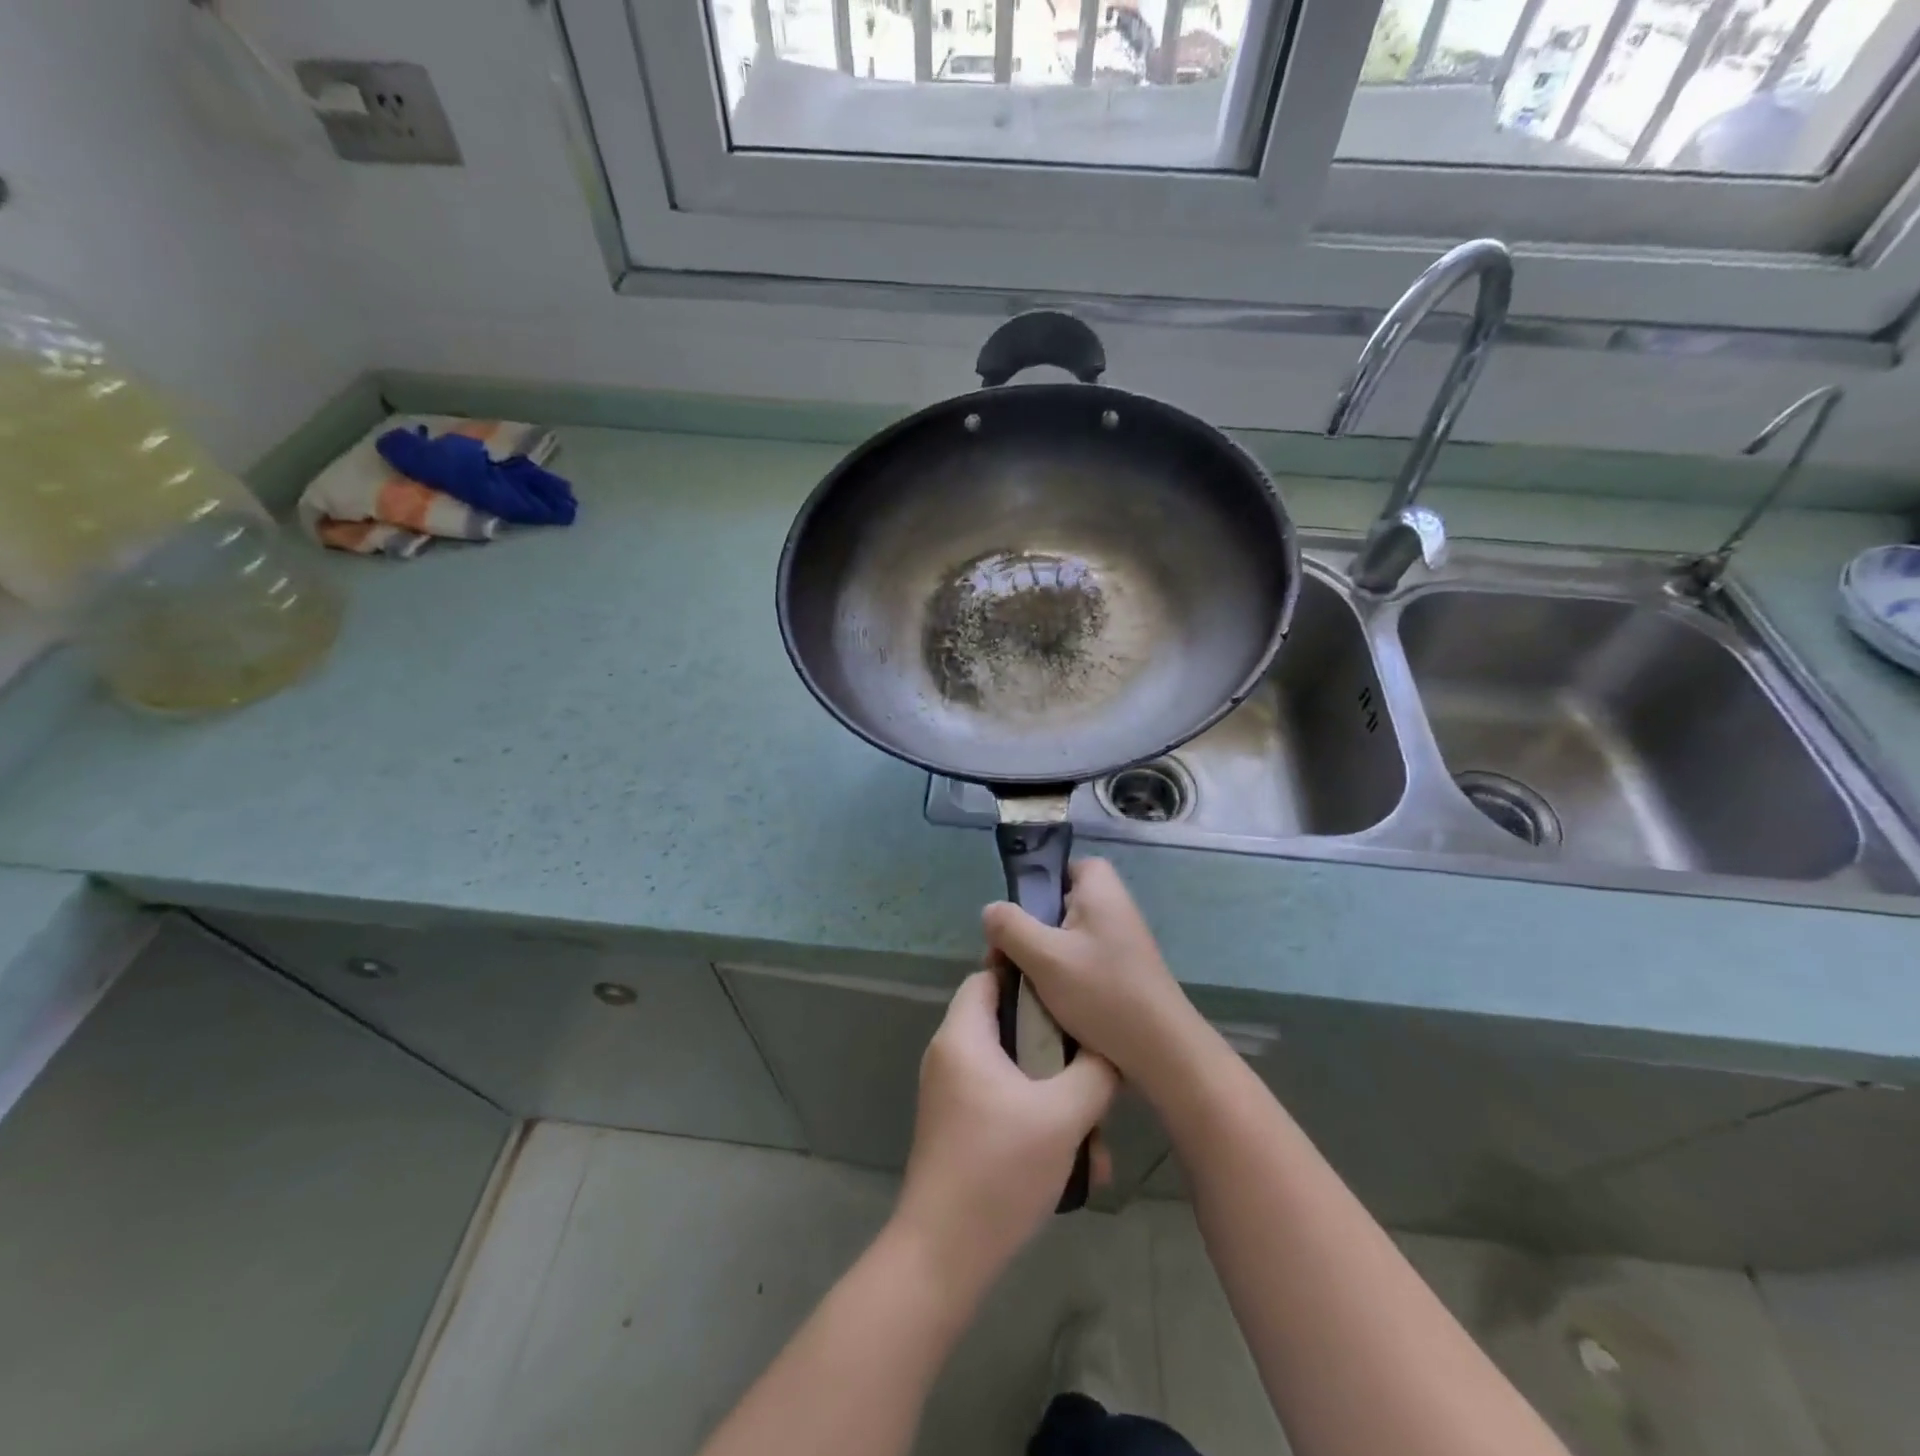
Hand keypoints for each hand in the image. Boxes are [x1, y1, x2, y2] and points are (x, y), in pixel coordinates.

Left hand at [893, 971, 1117, 1294]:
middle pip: (1008, 1025)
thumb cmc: (999, 1170)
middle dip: (1056, 1047)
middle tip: (1095, 1062)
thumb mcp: (1063, 1116)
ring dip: (1056, 1095)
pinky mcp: (959, 1127)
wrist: (942, 1257)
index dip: (1029, 975)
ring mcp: (952, 1094)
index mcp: (963, 1037)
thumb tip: (1110, 1050)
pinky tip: (1077, 1163)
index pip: (990, 975)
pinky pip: (1004, 1103)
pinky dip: (1038, 1120)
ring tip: (1096, 1133)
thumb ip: (1094, 1072)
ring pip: (1014, 1072)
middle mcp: (951, 1056)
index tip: (1071, 988)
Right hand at [982, 858, 1203, 1092]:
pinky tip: (1046, 1003)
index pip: (1064, 867)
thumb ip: (1010, 927)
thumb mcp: (1045, 956)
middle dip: (1029, 929)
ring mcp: (1120, 941)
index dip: (1037, 886)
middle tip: (1006, 958)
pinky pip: (1080, 961)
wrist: (1161, 1051)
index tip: (1016, 916)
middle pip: (1060, 904)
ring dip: (1041, 958)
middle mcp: (1114, 907)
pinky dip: (1061, 976)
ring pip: (1066, 937)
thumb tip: (991, 911)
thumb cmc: (1102, 992)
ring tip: (1020, 985)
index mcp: (1100, 889)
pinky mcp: (1121, 972)